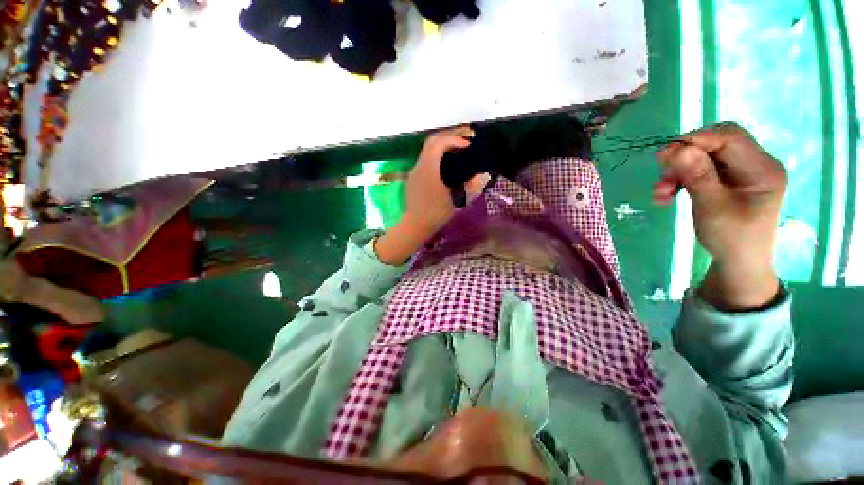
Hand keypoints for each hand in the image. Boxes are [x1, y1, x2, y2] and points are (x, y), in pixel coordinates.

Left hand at [375, 126, 488, 265]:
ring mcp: (414, 172)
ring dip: (442, 146)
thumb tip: (481, 175)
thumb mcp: (456, 200)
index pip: (439, 143)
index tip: (468, 145)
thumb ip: (470, 186)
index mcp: (428, 169)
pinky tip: (446, 163)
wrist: (415, 225)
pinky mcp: (414, 178)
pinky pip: (426, 160)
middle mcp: (419, 166)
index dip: (454, 139)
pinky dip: (437, 156)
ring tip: (457, 148)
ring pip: (427, 150)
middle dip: (448, 136)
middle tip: (464, 138)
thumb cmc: (435, 214)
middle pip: (431, 141)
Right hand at [654, 123, 786, 308]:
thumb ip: (697, 176)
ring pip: (705, 156)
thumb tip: (677, 149)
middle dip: (685, 156)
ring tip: (661, 193)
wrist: (738, 261)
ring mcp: (743, 171)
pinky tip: (668, 194)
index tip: (663, 156)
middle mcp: (756, 163)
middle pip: (716, 143)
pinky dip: (681, 178)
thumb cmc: (731, 239)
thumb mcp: (712, 208)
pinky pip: (701, 168)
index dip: (696, 140)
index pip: (730, 138)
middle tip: (661, 172)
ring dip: (678, 171)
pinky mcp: (730, 178)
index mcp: (763, 169)